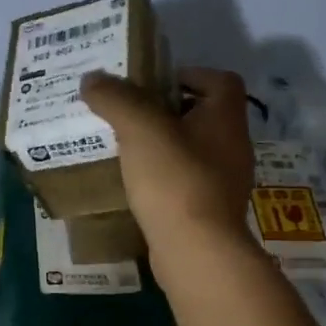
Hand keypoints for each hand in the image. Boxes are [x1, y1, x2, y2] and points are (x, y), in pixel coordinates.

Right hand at [81, 67, 256, 251]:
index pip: (221, 80)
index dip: (189, 74)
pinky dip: (164, 178)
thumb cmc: (175, 179)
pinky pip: (185, 183)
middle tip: (130, 113)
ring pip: (193, 151)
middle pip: (204, 115)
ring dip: (163, 146)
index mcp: (226, 118)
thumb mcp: (140, 128)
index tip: (154, 83)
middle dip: (167, 111)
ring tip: (126, 148)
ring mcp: (224, 182)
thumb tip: (92, 79)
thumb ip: (116, 98)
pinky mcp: (209, 212)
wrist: (196, 251)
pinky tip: (135, 185)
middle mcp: (233, 146)